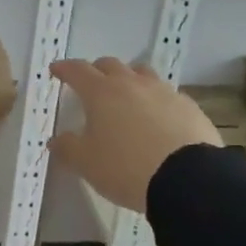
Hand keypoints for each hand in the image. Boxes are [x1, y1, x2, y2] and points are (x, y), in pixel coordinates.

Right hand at [48, 57, 219, 212]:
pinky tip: (156, 117)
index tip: (56, 69)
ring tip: (126, 96)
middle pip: (110, 65)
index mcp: (101, 92)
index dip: (64, 68)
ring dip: (129, 79)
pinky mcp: (189, 106)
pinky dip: (155, 99)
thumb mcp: (86, 163)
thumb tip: (56, 140)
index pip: (77, 70)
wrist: (188, 180)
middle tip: (90, 84)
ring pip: (141, 74)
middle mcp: (131, 84)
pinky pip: (166, 94)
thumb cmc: (126, 168)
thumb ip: (67, 148)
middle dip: (96, 71)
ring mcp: (163, 92)